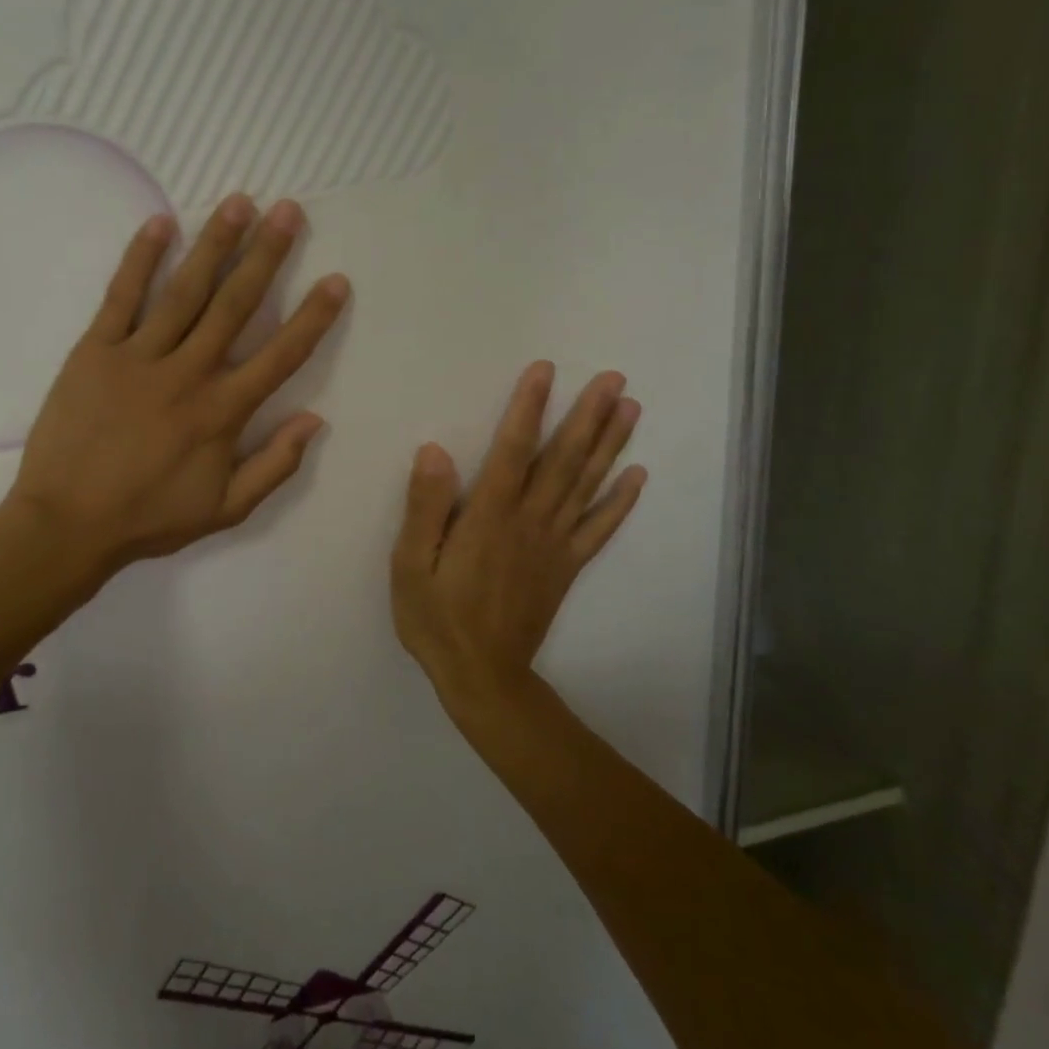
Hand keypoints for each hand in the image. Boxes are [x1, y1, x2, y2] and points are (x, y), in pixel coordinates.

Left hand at [7, 194, 348, 579]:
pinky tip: (161, 223)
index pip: (280, 354)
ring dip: (215, 244)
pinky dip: (141, 259)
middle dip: (266, 255)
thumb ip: (275, 466)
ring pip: (185, 291)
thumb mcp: (226, 510)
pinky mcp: (95, 351)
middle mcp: (188, 373)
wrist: (66, 523)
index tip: (336, 279)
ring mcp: (138, 356)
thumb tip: (314, 421)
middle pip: (235, 305)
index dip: (313, 317)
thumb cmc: (149, 518)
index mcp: (223, 412)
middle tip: (288, 211)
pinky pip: (121, 297)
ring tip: (239, 202)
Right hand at [391, 361, 645, 720]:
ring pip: (587, 486)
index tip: (545, 370)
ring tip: (631, 409)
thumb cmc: (437, 619)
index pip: (513, 451)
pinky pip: (599, 530)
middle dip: (588, 416)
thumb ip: (425, 508)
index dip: (528, 408)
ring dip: (610, 446)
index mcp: (489, 518)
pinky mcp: (567, 568)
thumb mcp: (410, 566)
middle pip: (563, 461)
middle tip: (614, 378)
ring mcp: (554, 545)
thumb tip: (434, 451)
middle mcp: (529, 523)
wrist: (482, 677)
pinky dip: (620, 503)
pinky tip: (637, 477)